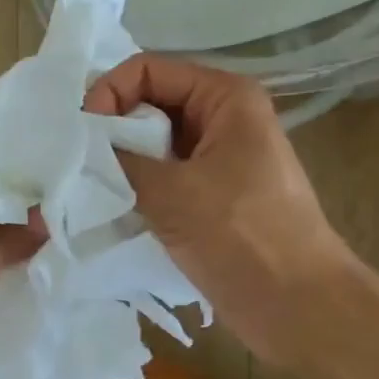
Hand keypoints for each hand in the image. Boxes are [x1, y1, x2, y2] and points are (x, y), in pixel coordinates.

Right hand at [85, 57, 363, 356]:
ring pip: (154, 141)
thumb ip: (119, 159)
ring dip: (121, 159)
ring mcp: (218, 157)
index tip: (83, 134)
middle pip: (150, 102)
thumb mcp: (173, 192)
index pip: (148, 70)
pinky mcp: (211, 194)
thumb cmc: (244, 238)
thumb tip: (80, 144)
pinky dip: (136, 184)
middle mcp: (222, 117)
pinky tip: (111, 205)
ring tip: (88, 185)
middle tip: (78, 162)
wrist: (300, 309)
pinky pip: (163, 174)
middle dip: (112, 127)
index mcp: (225, 97)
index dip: (110, 92)